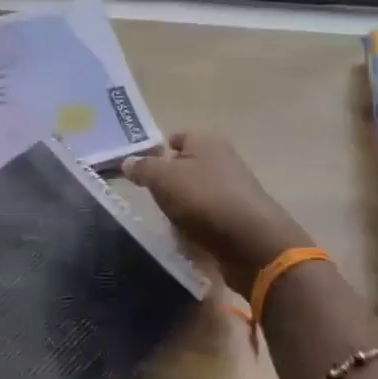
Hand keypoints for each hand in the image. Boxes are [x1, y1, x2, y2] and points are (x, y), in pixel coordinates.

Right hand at [123, 133, 311, 296]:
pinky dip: (195, 224)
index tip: (140, 169)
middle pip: (186, 166)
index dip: (157, 151)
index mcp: (206, 141)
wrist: (250, 241)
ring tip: (165, 220)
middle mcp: (223, 159)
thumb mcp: (162, 178)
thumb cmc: (203, 199)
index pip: (177, 137)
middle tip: (149, 197)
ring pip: (196, 192)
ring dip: (180, 205)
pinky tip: (185, 236)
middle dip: (167, 181)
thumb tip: (128, 161)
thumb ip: (142, 167)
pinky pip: (207, 216)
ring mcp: (233, 189)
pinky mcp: (238, 216)